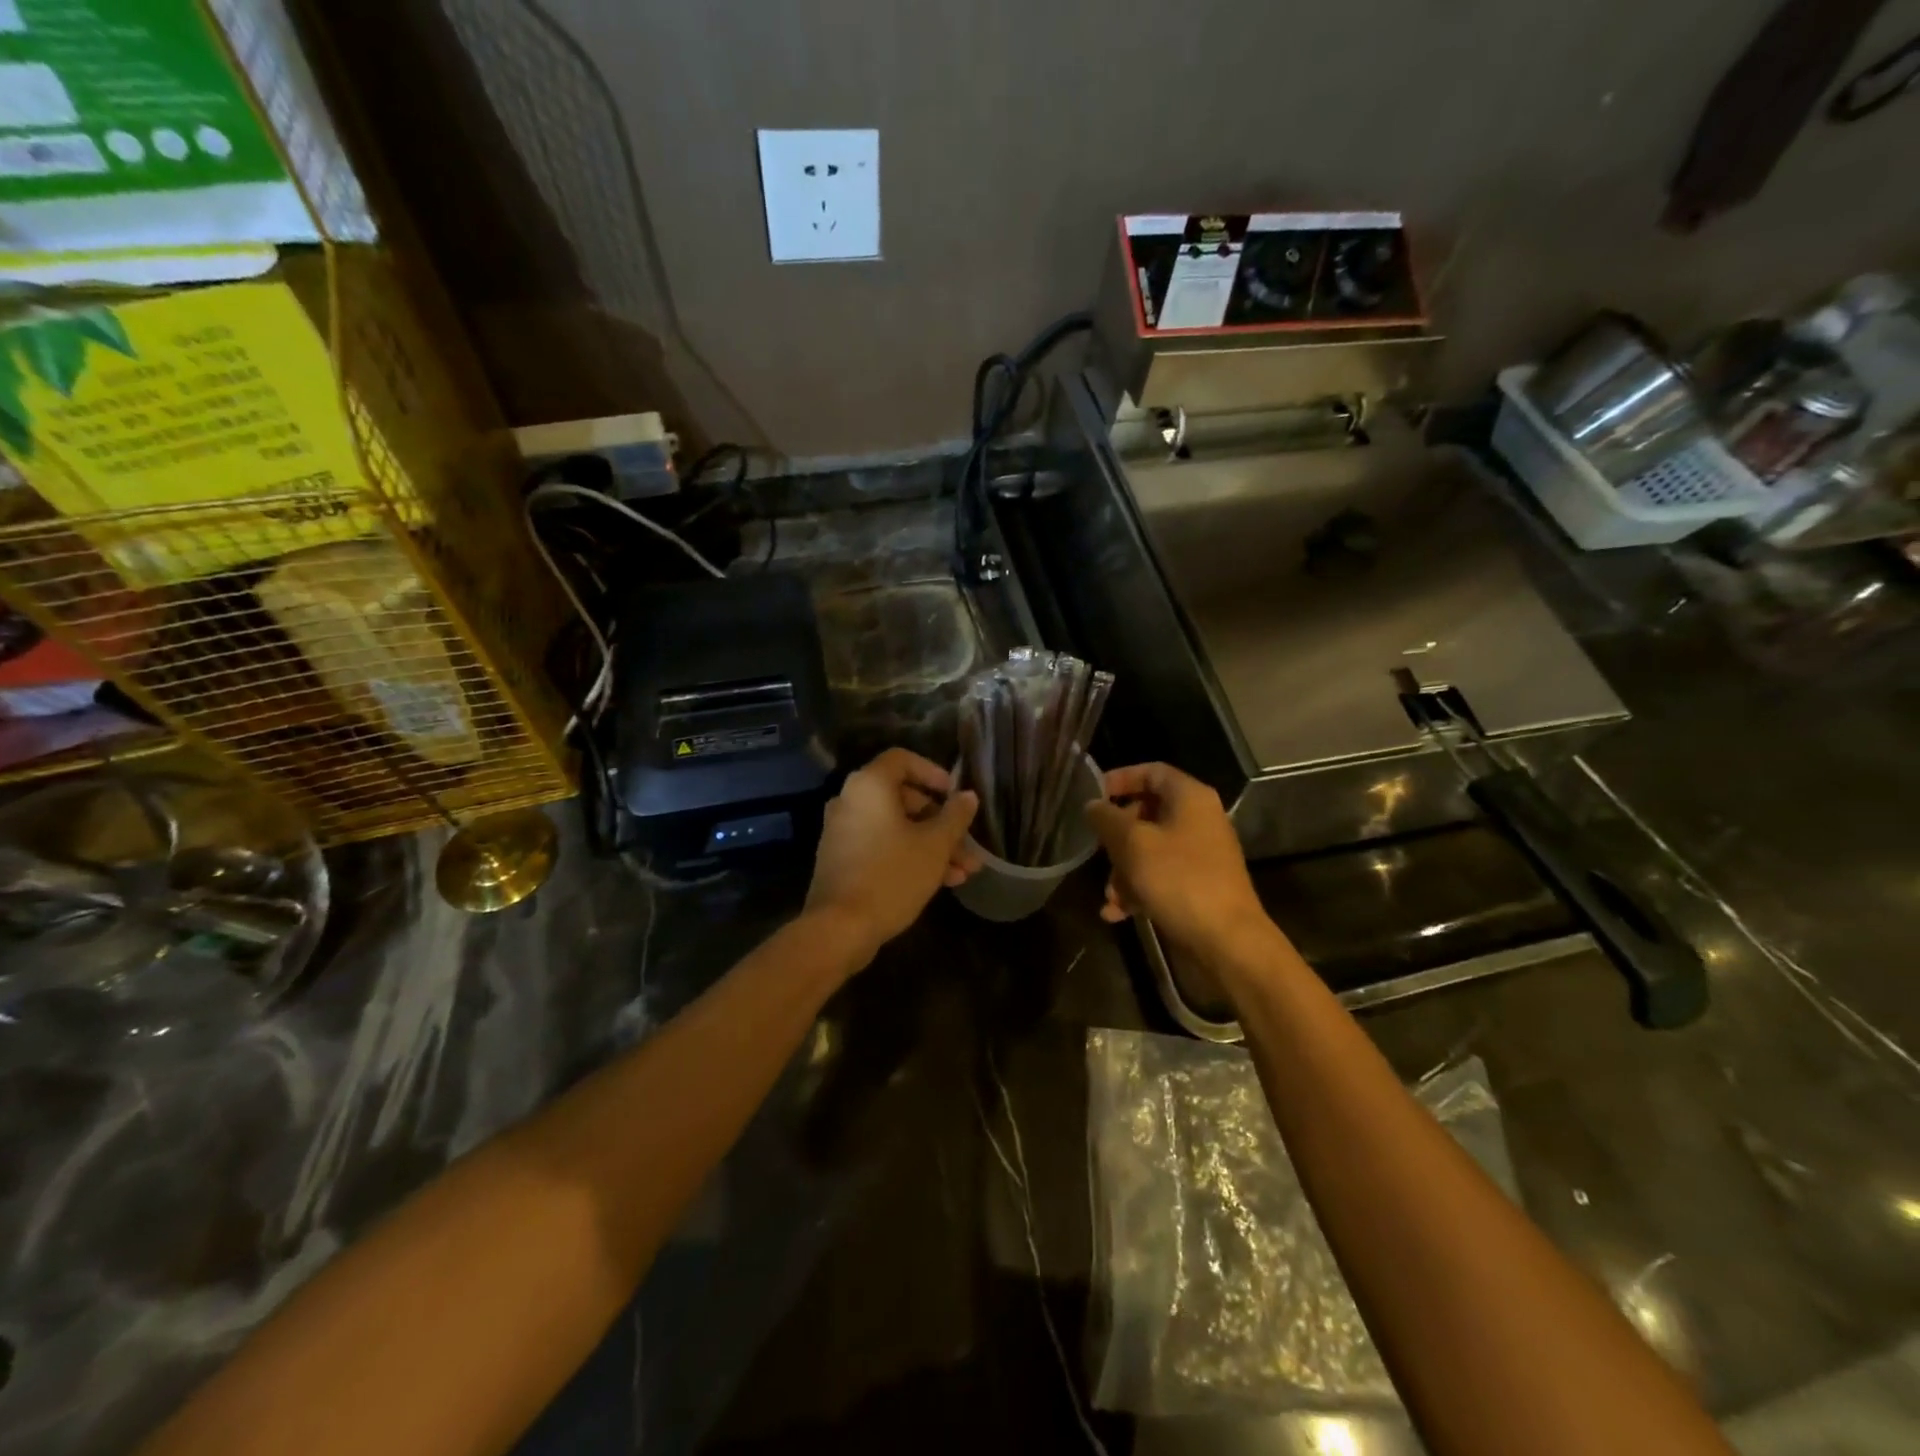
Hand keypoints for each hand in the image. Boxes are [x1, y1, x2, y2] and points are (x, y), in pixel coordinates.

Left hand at [805, 748, 979, 963]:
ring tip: (965, 871)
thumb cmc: (892, 876)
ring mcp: (843, 831)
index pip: (903, 759)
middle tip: (967, 844)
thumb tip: (967, 796)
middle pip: (903, 797)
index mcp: (869, 786)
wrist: (840, 928)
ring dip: (931, 844)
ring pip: (896, 827)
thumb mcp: (935, 845)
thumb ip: (955, 816)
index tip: (955, 796)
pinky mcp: (842, 859)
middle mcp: (851, 801)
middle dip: (941, 821)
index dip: (933, 773)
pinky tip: (941, 882)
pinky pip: (881, 845)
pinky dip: (909, 855)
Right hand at [1084, 763, 1269, 959]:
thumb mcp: (1133, 844)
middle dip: (1117, 835)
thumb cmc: (1179, 880)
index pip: (1152, 771)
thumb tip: (1092, 805)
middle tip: (1097, 849)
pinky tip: (1117, 913)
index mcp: (1190, 798)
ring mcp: (1200, 854)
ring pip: (1150, 849)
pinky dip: (1138, 889)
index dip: (1120, 778)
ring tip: (1109, 896)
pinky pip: (1160, 876)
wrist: (1227, 941)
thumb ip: (1107, 819)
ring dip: (1123, 870)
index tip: (1092, 796)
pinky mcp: (1198, 884)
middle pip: (1148, 812)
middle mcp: (1199, 820)